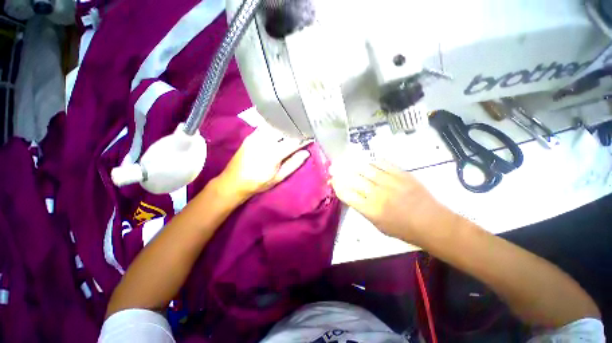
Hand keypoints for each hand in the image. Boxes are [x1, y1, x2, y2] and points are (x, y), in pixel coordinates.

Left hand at [217, 126, 310, 200]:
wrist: (233, 182)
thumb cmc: (258, 183)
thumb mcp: (278, 178)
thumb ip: (293, 164)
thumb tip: (306, 153)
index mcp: (273, 154)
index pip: (293, 142)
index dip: (304, 139)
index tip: (311, 136)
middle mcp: (264, 141)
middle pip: (284, 130)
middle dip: (295, 129)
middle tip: (304, 130)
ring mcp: (255, 136)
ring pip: (275, 126)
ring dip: (285, 126)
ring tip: (294, 127)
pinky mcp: (250, 135)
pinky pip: (265, 126)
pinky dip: (275, 126)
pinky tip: (280, 127)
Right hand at [329, 157, 454, 244]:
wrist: (431, 223)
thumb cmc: (402, 229)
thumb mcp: (377, 225)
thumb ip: (362, 208)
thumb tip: (350, 194)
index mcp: (370, 210)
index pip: (346, 194)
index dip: (337, 186)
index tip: (333, 181)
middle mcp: (377, 194)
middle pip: (353, 179)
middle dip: (341, 172)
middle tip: (335, 168)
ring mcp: (390, 182)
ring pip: (366, 168)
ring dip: (354, 165)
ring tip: (348, 162)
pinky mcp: (402, 174)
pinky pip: (382, 163)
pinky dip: (372, 162)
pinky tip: (368, 163)